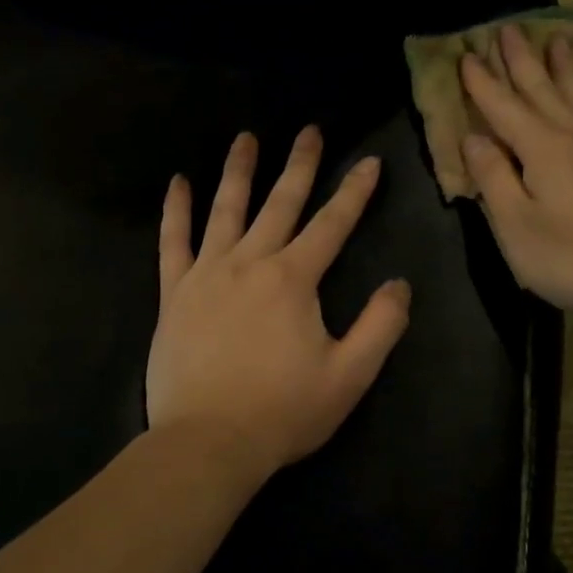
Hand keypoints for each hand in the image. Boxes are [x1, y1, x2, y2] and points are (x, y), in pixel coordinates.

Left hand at [147, 127, 411, 481]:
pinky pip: (172, 241)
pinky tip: (178, 182)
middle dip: (300, 165)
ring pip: (225, 210)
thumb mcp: (350, 375)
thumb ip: (381, 325)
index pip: (332, 224)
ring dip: (239, 171)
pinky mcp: (174, 293)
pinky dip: (175, 210)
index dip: (355, 192)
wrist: (208, 442)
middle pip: (280, 203)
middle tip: (310, 130)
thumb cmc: (283, 411)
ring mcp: (206, 273)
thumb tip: (399, 284)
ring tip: (246, 138)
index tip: (371, 162)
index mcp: (294, 279)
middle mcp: (250, 262)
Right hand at [460, 24, 572, 322]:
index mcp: (542, 149)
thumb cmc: (569, 256)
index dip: (482, 83)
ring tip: (556, 37)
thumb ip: (493, 177)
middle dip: (520, 60)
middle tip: (507, 26)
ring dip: (559, 67)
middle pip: (540, 90)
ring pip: (572, 96)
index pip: (504, 107)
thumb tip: (473, 138)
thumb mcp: (516, 224)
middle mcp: (570, 137)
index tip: (465, 54)